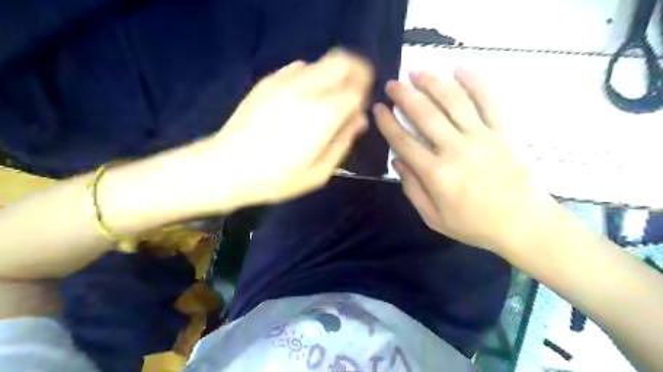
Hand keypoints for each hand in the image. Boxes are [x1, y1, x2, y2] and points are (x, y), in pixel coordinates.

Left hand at [210, 49, 371, 208]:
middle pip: (342, 61)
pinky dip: (310, 77)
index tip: (359, 109)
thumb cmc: (277, 178)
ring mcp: (285, 81)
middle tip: (354, 90)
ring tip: (326, 98)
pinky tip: (302, 98)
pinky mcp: (268, 81)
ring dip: (331, 75)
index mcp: (324, 113)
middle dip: (356, 70)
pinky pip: (298, 68)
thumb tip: (359, 119)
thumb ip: (343, 142)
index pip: (357, 88)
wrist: (227, 167)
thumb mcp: (319, 172)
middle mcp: (308, 89)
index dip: (364, 95)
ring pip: (320, 63)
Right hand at [372, 69, 558, 255]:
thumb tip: (397, 161)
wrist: (524, 224)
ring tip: (418, 71)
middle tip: (393, 83)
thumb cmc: (475, 225)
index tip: (378, 108)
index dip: (387, 123)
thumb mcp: (434, 218)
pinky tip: (460, 68)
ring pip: (454, 101)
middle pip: (425, 114)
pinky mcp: (504, 131)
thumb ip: (412, 189)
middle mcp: (456, 149)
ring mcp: (482, 137)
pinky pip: (489, 100)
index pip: (403, 141)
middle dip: (405, 95)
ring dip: (433, 83)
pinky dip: (474, 81)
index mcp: (436, 174)